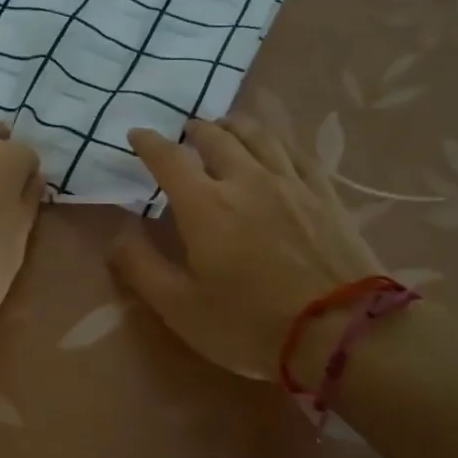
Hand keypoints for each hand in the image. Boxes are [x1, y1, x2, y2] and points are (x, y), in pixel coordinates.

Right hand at [111, 116, 382, 380]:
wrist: (341, 332)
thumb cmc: (250, 324)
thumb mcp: (181, 308)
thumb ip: (141, 267)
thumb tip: (117, 234)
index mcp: (204, 205)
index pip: (168, 158)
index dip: (149, 142)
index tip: (137, 134)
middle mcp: (245, 179)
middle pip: (216, 137)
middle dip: (195, 130)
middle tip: (186, 132)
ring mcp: (290, 183)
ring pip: (258, 136)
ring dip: (235, 126)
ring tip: (226, 126)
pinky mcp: (324, 194)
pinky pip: (297, 152)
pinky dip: (278, 142)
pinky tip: (276, 148)